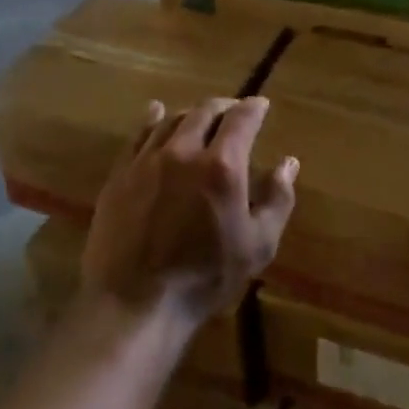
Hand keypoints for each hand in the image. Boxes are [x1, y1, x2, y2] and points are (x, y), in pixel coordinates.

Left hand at [82, 96, 298, 324]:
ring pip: (172, 120)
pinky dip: (153, 119)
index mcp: (222, 166)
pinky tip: (156, 113)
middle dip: (225, 107)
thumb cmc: (205, 278)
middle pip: (205, 111)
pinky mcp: (120, 174)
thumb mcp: (258, 244)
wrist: (134, 303)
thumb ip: (277, 199)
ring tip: (201, 119)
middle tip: (234, 112)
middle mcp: (184, 151)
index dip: (254, 107)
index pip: (242, 119)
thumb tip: (289, 163)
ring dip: (192, 114)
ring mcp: (147, 160)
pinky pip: (138, 135)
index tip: (261, 105)